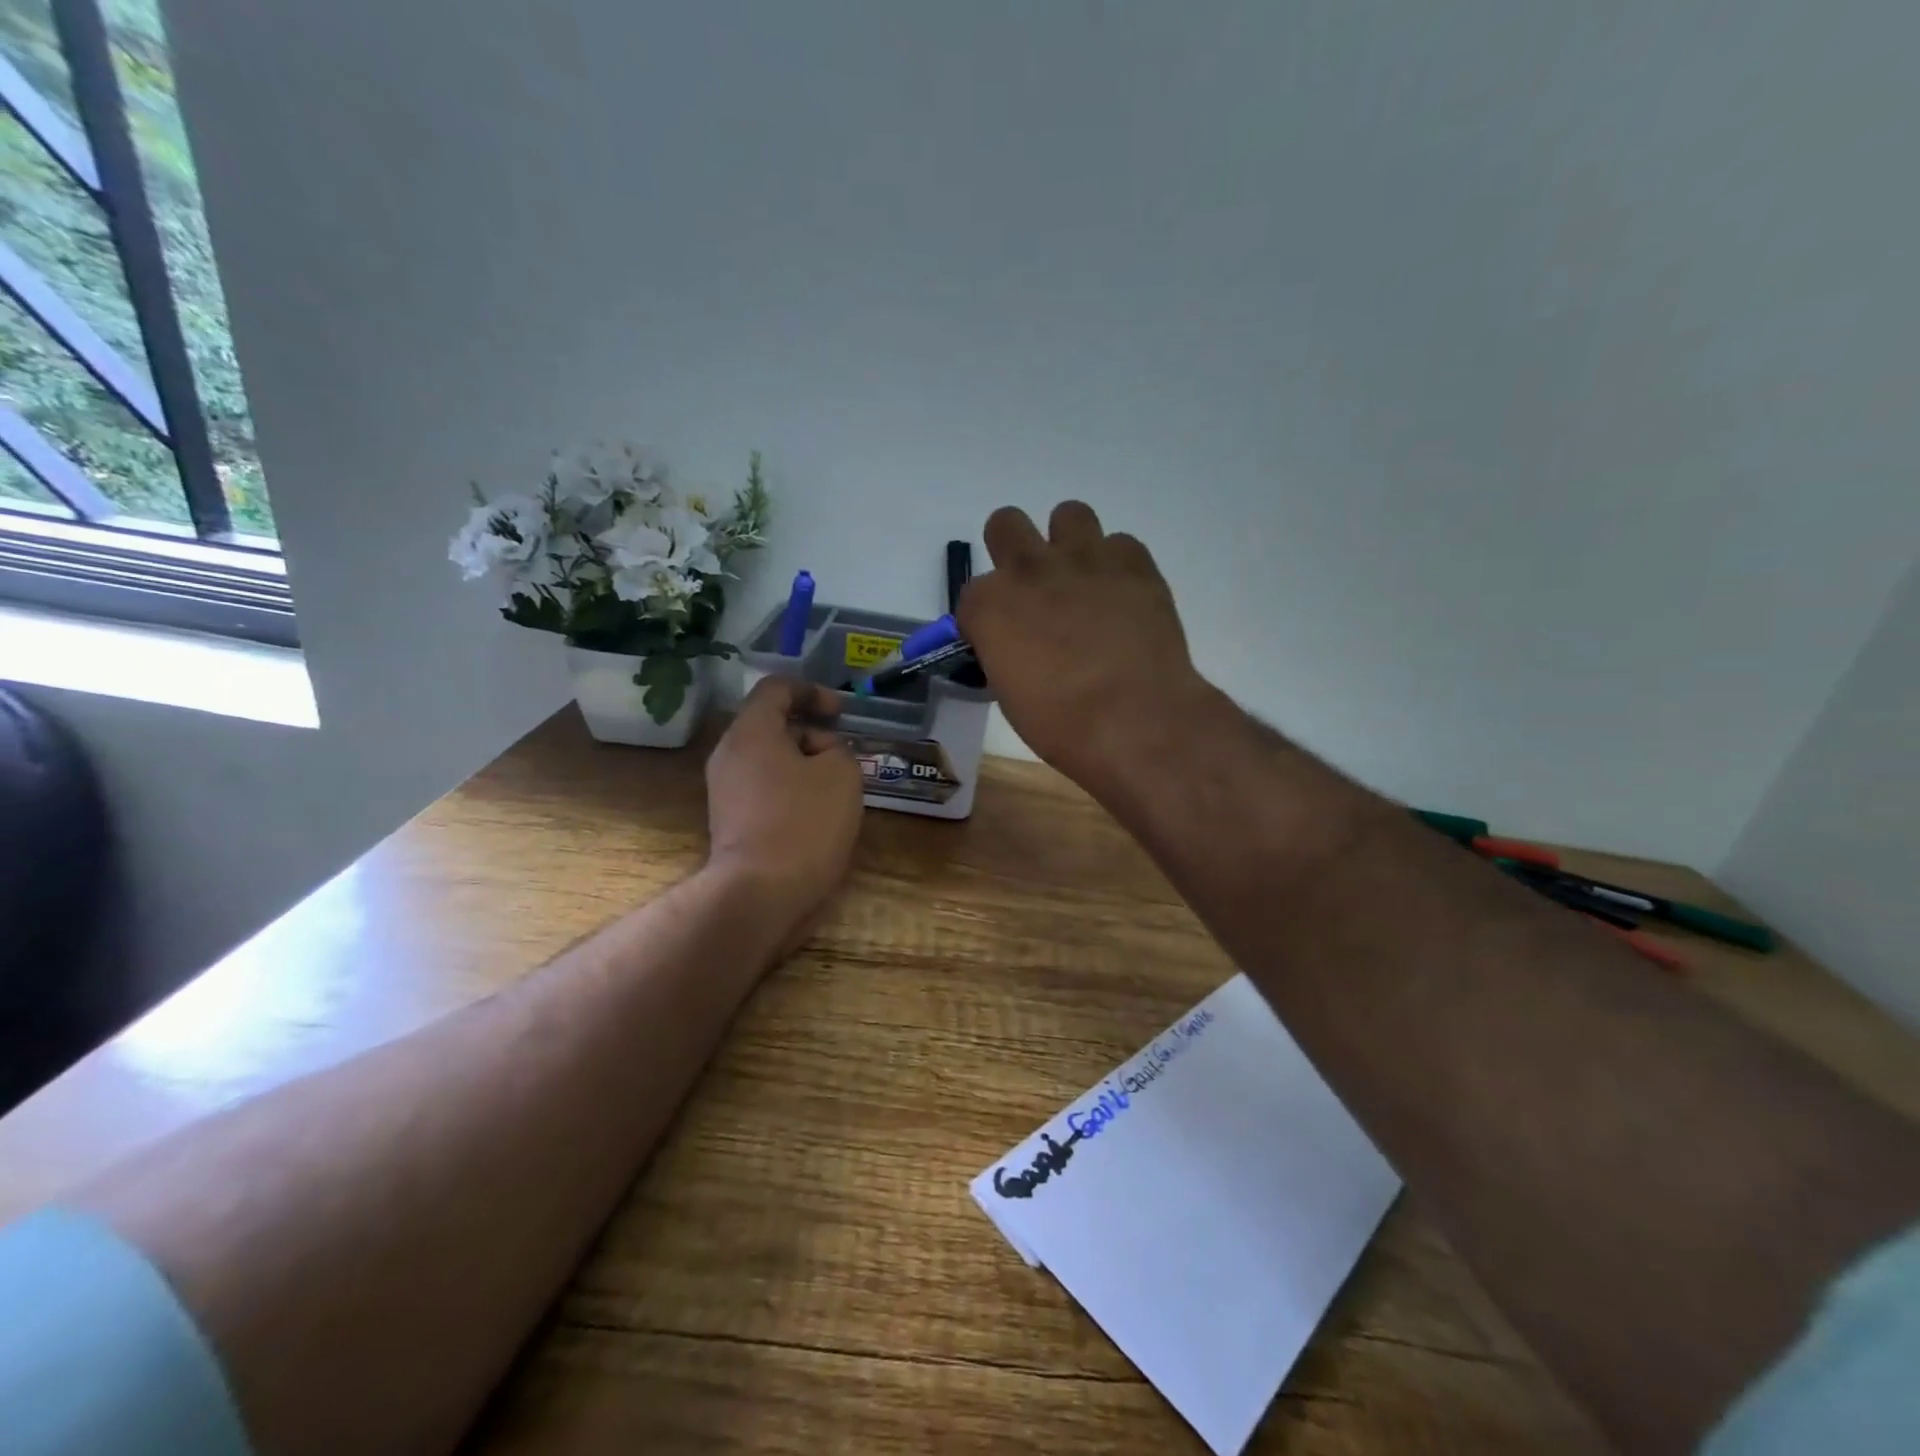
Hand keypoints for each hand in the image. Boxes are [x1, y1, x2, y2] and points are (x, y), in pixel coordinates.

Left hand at [704, 676, 864, 948]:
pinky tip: (819, 814)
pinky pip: (766, 789)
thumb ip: (836, 748)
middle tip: (844, 756)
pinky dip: (792, 790)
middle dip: (812, 733)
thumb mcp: (841, 773)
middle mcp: (730, 754)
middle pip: (772, 725)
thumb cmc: (804, 823)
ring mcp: (726, 790)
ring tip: (838, 789)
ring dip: (805, 765)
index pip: (776, 688)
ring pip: (770, 760)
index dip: (812, 691)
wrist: (760, 894)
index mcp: (751, 732)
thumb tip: (820, 755)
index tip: (840, 713)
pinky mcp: (732, 821)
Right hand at [957, 501, 1206, 789]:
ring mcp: (1084, 558)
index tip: (1003, 639)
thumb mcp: (1010, 693)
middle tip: (1035, 590)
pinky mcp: (1134, 563)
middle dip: (1013, 550)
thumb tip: (1017, 646)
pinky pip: (1121, 544)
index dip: (987, 617)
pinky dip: (1118, 566)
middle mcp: (1029, 569)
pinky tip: (1124, 598)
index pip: (972, 594)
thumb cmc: (1061, 724)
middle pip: (1005, 524)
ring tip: (1084, 581)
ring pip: (1069, 514)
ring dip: (1070, 542)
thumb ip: (1005, 652)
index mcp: (989, 605)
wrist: (1135, 721)